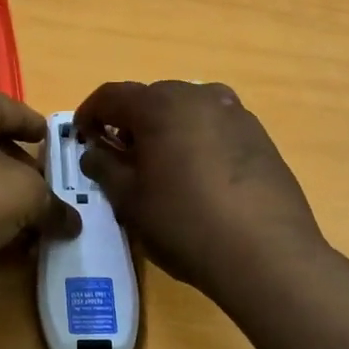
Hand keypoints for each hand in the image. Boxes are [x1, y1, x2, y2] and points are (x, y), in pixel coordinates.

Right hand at [74, 80, 348, 348]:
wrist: (267, 253)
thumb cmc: (185, 223)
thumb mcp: (130, 200)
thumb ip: (105, 167)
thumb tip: (94, 151)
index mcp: (160, 104)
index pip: (111, 95)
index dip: (90, 114)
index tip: (81, 138)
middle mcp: (198, 95)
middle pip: (151, 98)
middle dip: (129, 122)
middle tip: (119, 156)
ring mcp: (234, 111)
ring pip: (186, 110)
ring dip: (165, 129)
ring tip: (160, 166)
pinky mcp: (259, 134)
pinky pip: (214, 126)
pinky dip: (196, 139)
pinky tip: (198, 176)